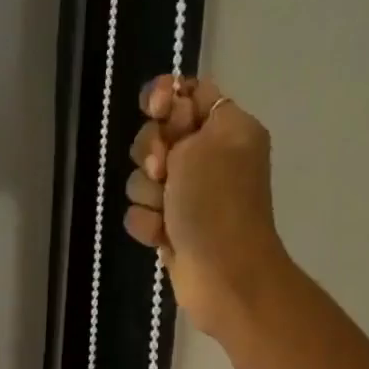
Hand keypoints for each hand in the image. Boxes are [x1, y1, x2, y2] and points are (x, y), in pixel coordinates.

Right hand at [124, 76, 286, 341]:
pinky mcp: (172, 226)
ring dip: (148, 195)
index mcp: (227, 129)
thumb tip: (170, 100)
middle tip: (164, 171)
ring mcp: (189, 195)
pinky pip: (141, 212)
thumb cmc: (216, 204)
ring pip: (143, 178)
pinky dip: (148, 224)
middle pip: (157, 136)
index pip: (189, 94)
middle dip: (150, 154)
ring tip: (166, 212)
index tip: (155, 109)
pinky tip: (162, 236)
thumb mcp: (203, 143)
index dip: (165, 98)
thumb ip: (181, 113)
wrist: (223, 274)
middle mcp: (208, 158)